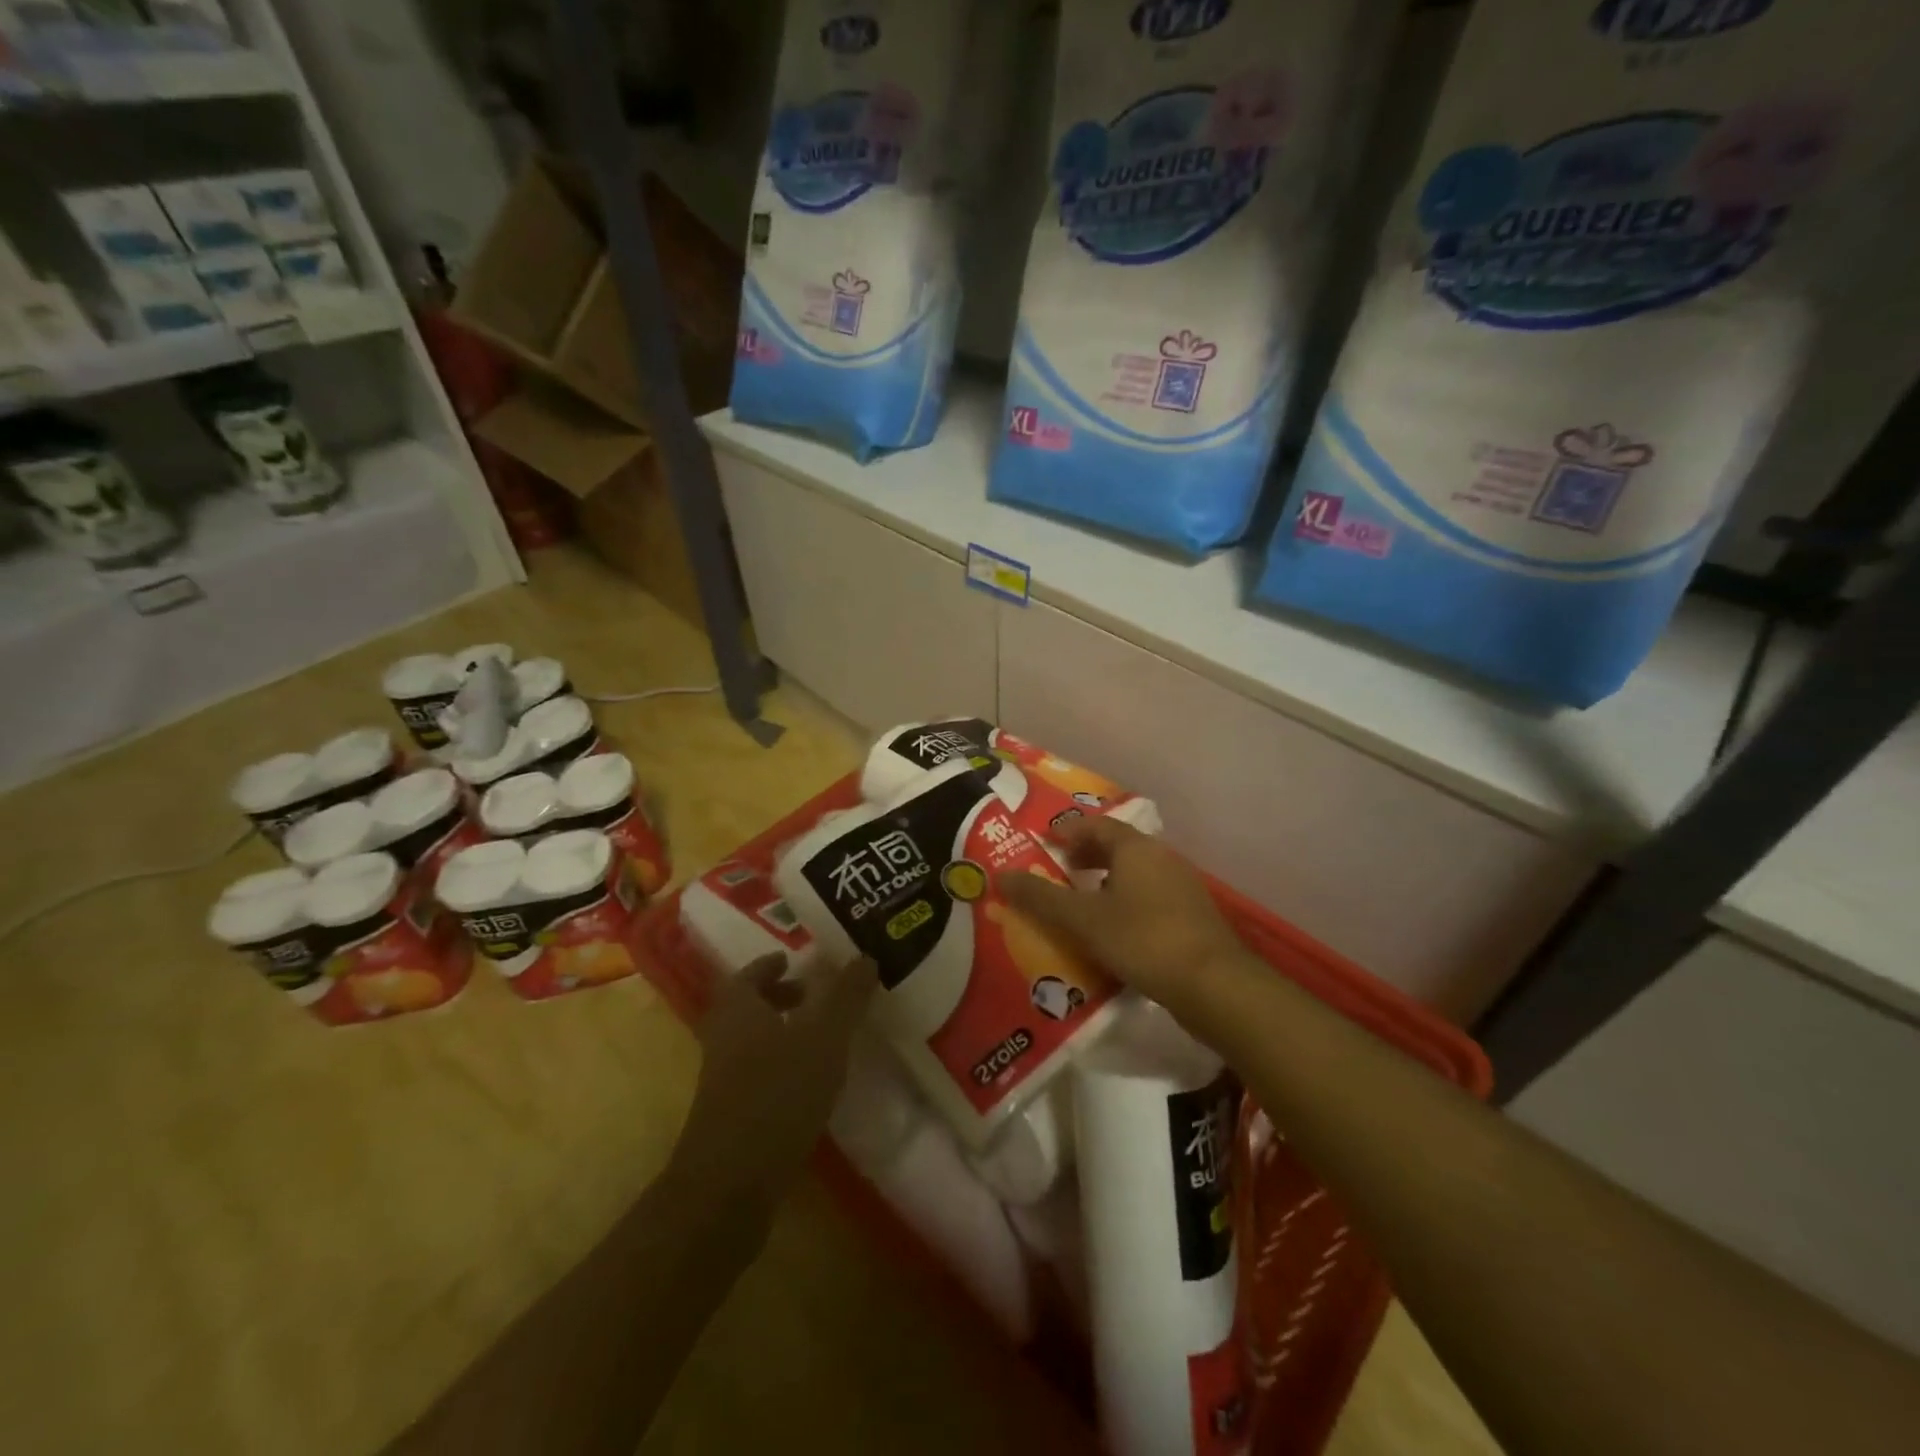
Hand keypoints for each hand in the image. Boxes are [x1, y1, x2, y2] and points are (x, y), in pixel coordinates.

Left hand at [671, 954, 877, 1218]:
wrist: (730, 1187)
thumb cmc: (777, 1095)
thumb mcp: (823, 1037)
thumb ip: (846, 997)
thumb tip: (865, 956)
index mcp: (738, 1010)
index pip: (747, 974)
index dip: (769, 965)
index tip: (793, 960)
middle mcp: (723, 1040)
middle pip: (747, 1008)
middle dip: (779, 997)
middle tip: (814, 995)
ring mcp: (722, 1082)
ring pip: (752, 1042)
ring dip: (782, 1032)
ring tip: (822, 1038)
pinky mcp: (731, 1117)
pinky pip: (757, 1075)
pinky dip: (781, 1067)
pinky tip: (811, 1084)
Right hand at [998, 817, 1243, 1023]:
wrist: (1214, 986)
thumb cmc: (1143, 939)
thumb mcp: (1083, 920)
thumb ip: (1041, 898)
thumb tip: (999, 876)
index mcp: (1136, 849)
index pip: (1096, 825)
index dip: (1068, 831)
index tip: (1044, 842)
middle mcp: (1162, 859)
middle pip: (1117, 848)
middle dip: (1085, 857)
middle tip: (1057, 872)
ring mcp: (1182, 888)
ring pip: (1134, 875)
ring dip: (1105, 883)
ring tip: (1079, 905)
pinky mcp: (1192, 917)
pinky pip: (1149, 899)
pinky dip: (1124, 904)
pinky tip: (1112, 932)